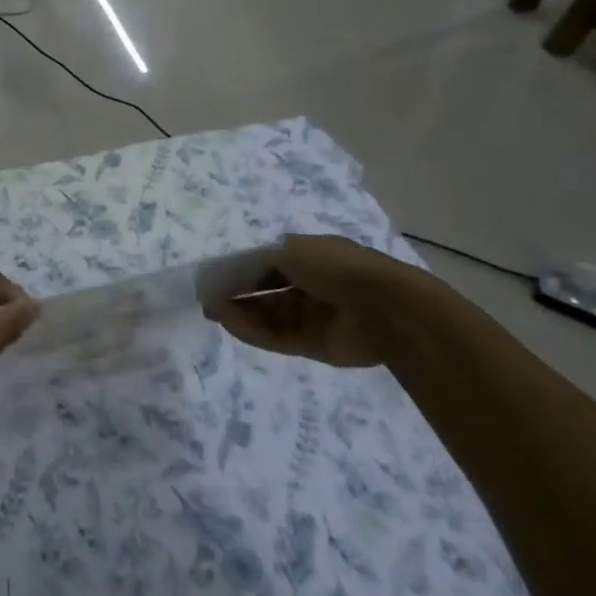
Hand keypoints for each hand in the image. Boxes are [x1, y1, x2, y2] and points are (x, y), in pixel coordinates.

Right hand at [204, 235, 426, 367]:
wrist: (387, 309)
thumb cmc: (336, 268)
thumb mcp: (289, 251)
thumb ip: (253, 264)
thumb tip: (228, 275)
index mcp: (310, 256)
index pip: (266, 262)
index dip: (238, 269)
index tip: (212, 278)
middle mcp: (312, 284)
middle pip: (266, 290)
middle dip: (237, 294)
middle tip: (208, 300)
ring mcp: (315, 315)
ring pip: (271, 314)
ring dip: (243, 313)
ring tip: (215, 314)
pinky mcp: (317, 344)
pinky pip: (280, 337)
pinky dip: (255, 332)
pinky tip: (232, 326)